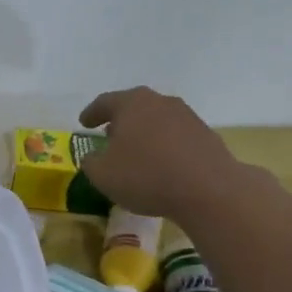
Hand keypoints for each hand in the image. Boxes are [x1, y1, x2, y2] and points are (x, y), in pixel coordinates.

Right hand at [77, 87, 247, 218]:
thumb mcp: (103, 175)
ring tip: (136, 152)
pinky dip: (164, 146)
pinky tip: (161, 164)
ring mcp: (186, 116)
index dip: (91, 113)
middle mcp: (160, 102)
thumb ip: (91, 162)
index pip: (105, 102)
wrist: (208, 189)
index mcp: (131, 103)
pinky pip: (175, 136)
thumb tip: (93, 157)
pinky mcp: (205, 135)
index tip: (84, 123)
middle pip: (134, 107)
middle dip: (120, 121)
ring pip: (157, 120)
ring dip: (144, 133)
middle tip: (109, 135)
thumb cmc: (145, 176)